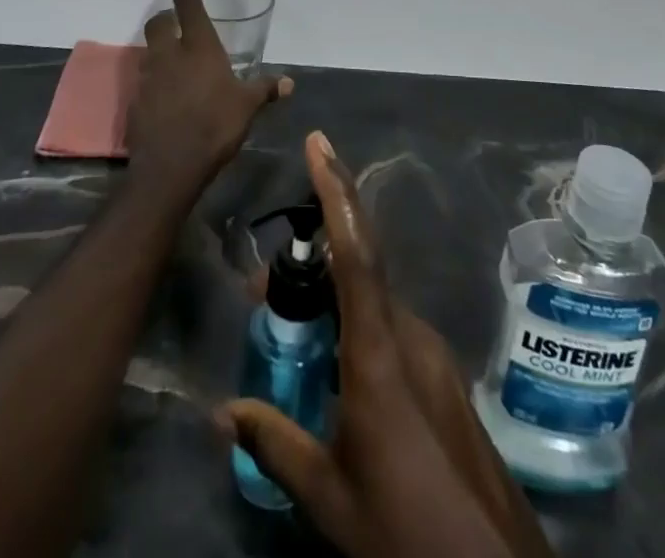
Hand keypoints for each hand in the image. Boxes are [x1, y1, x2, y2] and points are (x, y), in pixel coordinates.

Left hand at [128, 0, 290, 199]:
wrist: (170, 167)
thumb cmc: (214, 126)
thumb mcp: (247, 106)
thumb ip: (265, 90)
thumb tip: (289, 82)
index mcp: (198, 46)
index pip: (187, 2)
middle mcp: (169, 54)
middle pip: (159, 22)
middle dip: (167, 17)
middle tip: (179, 22)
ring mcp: (149, 78)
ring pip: (150, 50)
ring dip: (161, 49)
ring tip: (178, 61)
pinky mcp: (136, 101)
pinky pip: (146, 79)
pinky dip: (156, 78)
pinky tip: (169, 94)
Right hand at [222, 133, 553, 557]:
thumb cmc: (406, 528)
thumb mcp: (330, 495)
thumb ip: (276, 443)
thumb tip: (222, 411)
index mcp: (378, 352)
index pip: (355, 252)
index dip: (336, 192)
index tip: (318, 144)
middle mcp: (409, 335)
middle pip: (358, 269)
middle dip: (313, 256)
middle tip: (264, 283)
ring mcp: (431, 352)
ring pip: (373, 300)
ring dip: (331, 297)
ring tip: (289, 323)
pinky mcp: (441, 373)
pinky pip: (389, 326)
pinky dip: (354, 321)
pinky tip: (332, 361)